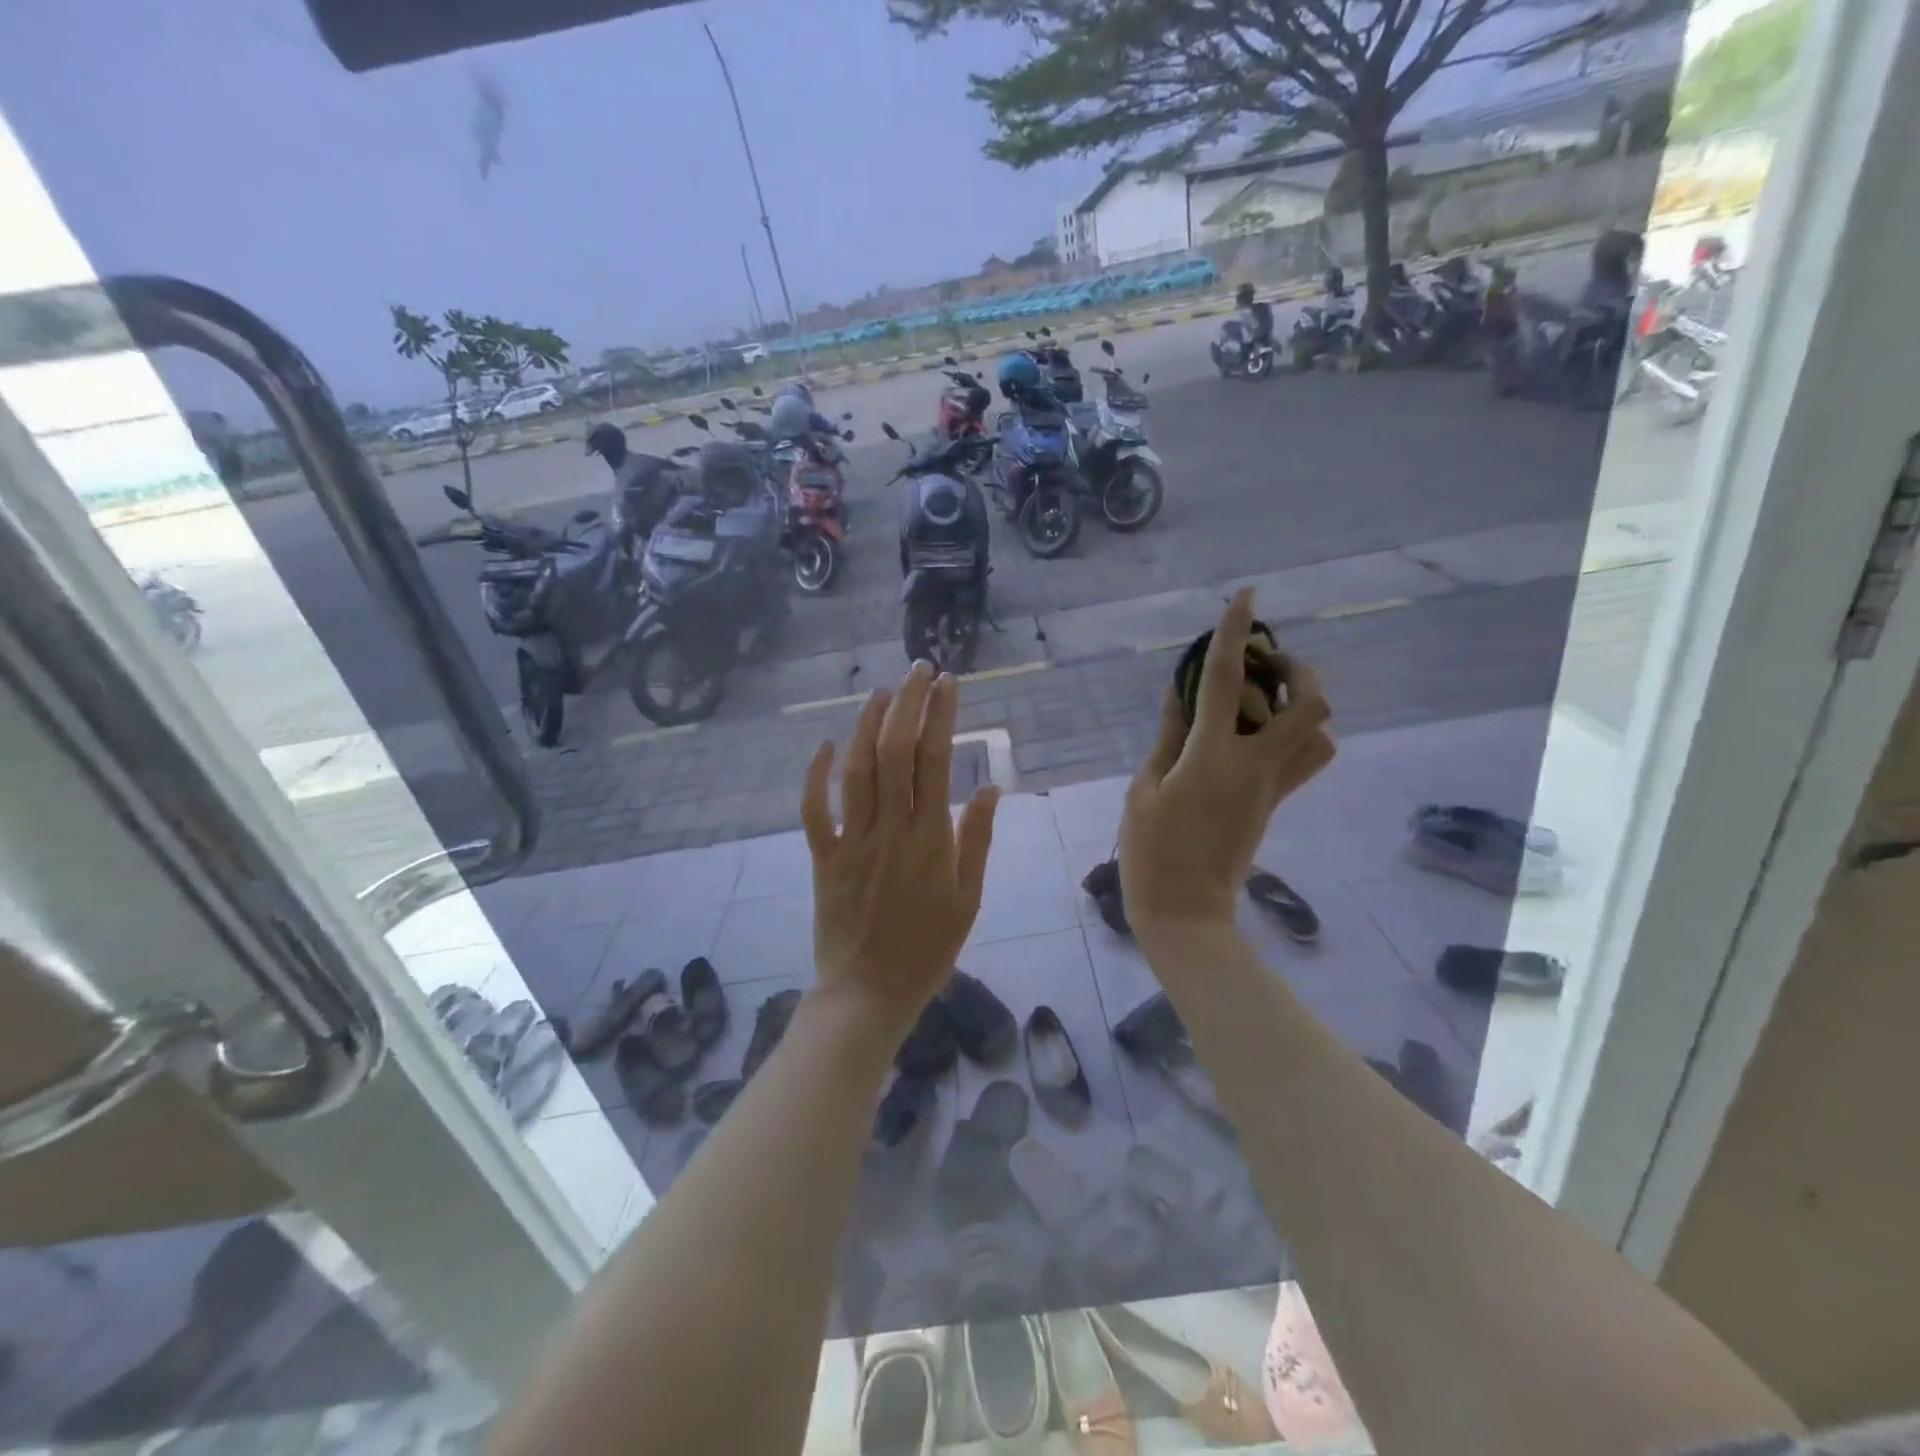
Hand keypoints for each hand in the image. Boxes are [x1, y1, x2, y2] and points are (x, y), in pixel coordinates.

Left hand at [801, 660, 998, 1037]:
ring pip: (855, 771)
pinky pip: (813, 810)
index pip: (935, 761)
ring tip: (880, 692)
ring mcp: (851, 842)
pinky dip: (815, 776)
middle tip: (917, 669)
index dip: (940, 716)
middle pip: (893, 753)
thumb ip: (977, 841)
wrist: (869, 993)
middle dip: (905, 704)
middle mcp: (890, 830)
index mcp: (931, 840)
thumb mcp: (969, 901)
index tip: (947, 683)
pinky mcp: (823, 858)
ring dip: (866, 725)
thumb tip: (989, 788)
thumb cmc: (928, 949)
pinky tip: (825, 744)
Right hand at [1120, 589, 1333, 936]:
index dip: (1234, 634)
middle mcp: (1255, 765)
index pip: (1225, 681)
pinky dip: (1297, 735)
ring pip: (1319, 733)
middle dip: (1296, 669)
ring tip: (1268, 698)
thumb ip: (1168, 737)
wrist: (1185, 911)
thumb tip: (1181, 695)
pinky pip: (1305, 759)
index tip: (1245, 597)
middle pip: (1307, 704)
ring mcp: (1273, 787)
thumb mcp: (1144, 789)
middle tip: (1264, 663)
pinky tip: (1262, 734)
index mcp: (1212, 757)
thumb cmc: (1151, 851)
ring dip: (1302, 704)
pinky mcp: (1276, 803)